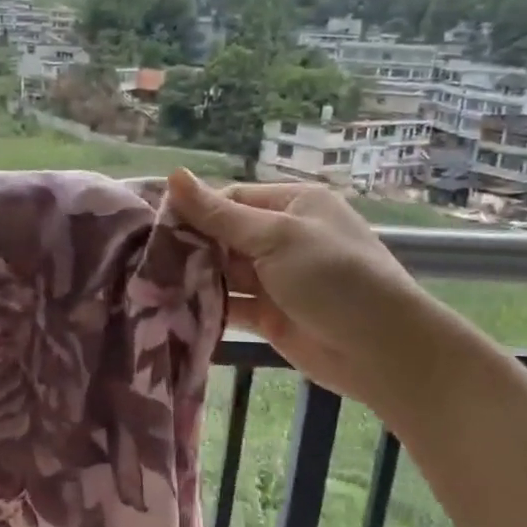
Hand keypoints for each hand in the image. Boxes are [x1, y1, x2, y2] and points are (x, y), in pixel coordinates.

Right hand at [165, 169, 451, 414]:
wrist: (381, 350)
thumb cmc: (333, 277)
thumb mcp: (276, 237)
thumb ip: (221, 215)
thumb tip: (174, 176)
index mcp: (294, 205)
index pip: (232, 199)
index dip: (196, 211)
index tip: (154, 226)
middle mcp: (284, 238)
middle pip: (225, 236)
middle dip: (191, 247)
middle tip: (144, 258)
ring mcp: (277, 279)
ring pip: (225, 272)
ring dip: (195, 278)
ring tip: (149, 283)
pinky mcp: (270, 316)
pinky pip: (231, 305)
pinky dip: (207, 307)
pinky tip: (173, 309)